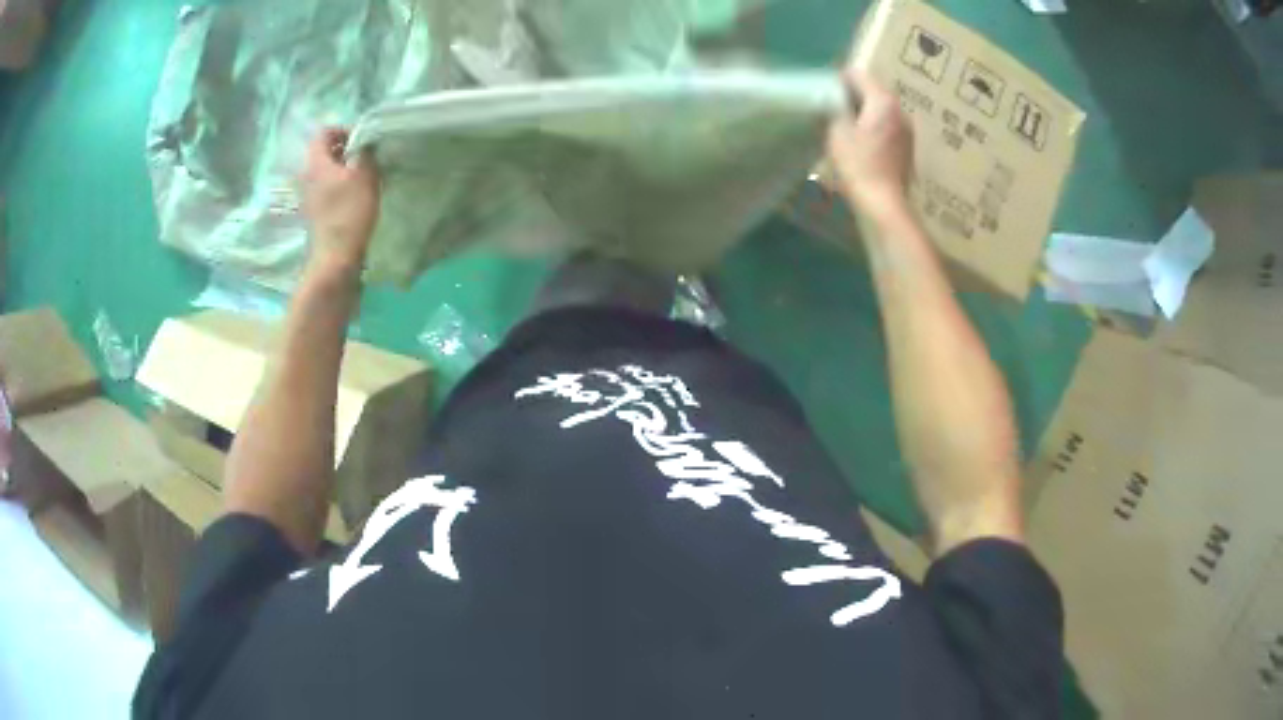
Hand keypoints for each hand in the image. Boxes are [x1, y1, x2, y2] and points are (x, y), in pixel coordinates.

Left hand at [300, 127, 379, 279]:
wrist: (336, 258)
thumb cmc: (349, 213)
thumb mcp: (365, 176)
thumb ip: (366, 153)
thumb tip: (367, 142)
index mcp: (316, 164)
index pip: (323, 133)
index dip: (343, 130)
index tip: (362, 139)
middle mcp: (307, 177)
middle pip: (324, 152)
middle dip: (346, 149)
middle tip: (367, 156)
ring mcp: (309, 197)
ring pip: (327, 171)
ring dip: (345, 169)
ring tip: (365, 176)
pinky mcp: (316, 213)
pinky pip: (328, 189)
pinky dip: (341, 186)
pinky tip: (357, 196)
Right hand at [826, 71, 913, 220]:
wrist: (884, 204)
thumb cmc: (859, 166)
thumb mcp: (837, 133)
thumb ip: (834, 110)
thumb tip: (832, 100)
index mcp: (883, 101)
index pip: (859, 75)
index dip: (839, 79)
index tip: (825, 90)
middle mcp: (900, 111)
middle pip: (873, 91)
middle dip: (853, 96)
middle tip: (832, 107)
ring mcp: (907, 130)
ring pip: (881, 110)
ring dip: (864, 113)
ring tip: (845, 125)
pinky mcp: (908, 148)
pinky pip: (888, 127)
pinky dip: (874, 128)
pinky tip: (861, 143)